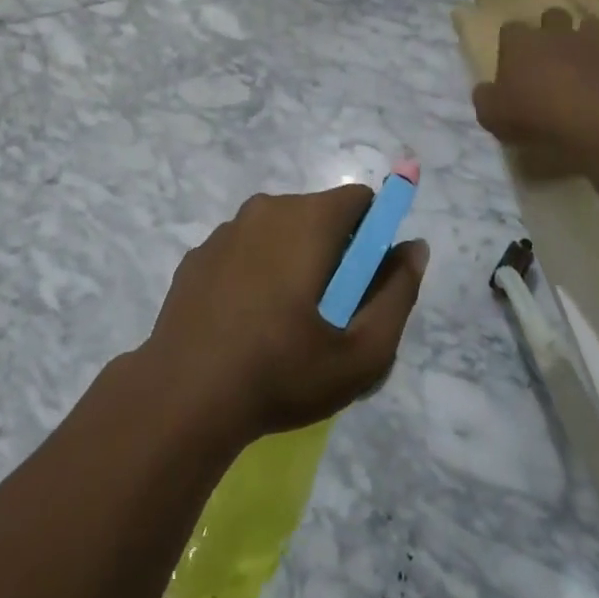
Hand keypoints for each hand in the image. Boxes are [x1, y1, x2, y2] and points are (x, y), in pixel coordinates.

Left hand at [144, 186, 428, 442]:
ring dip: (293, 262)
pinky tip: (245, 325)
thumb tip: (414, 247)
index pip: (359, 200)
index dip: (373, 236)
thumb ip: (399, 293)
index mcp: (308, 219)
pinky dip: (255, 274)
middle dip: (334, 253)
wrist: (183, 397)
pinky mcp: (198, 256)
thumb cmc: (282, 372)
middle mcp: (266, 209)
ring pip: (280, 232)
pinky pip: (244, 251)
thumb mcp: (362, 352)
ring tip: (284, 327)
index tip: (364, 284)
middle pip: (320, 215)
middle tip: (328, 316)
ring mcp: (226, 231)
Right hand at [472, 9, 598, 175]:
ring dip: (584, 38)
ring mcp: (593, 43)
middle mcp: (557, 34)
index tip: (511, 62)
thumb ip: (485, 98)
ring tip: (581, 59)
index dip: (510, 44)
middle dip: (550, 29)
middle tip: (547, 54)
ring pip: (588, 25)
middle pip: (552, 15)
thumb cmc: (538, 117)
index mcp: (522, 43)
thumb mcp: (493, 116)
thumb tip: (486, 90)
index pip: (510, 28)